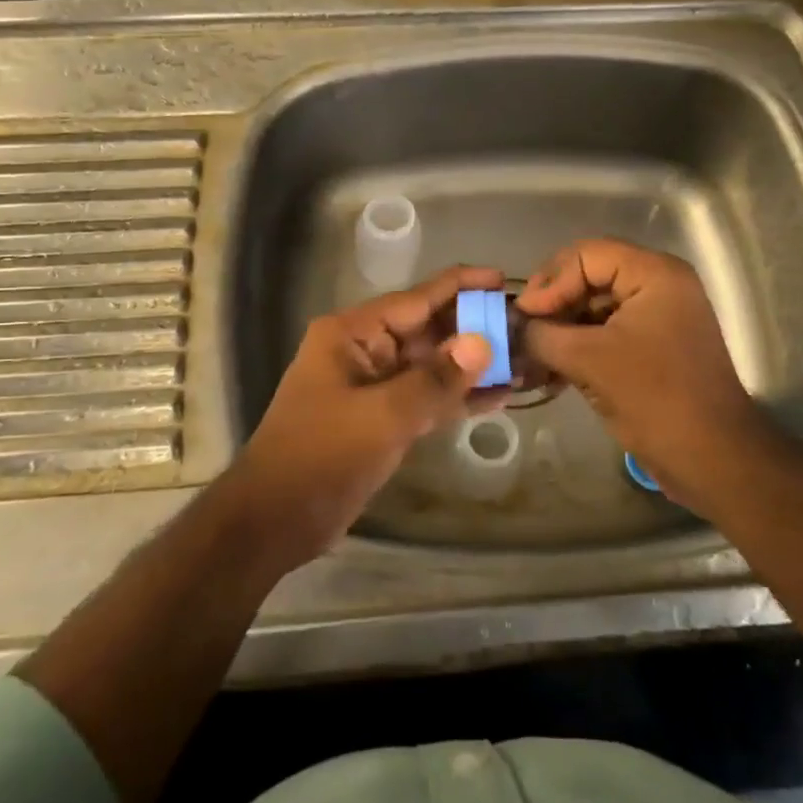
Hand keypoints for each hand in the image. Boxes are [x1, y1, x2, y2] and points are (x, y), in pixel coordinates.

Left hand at [230, 265, 501, 572]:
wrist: (275, 520)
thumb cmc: (320, 456)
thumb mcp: (381, 416)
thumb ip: (435, 380)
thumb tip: (483, 342)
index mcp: (353, 333)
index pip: (416, 298)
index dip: (461, 286)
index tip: (505, 281)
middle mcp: (365, 351)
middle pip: (429, 330)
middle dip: (474, 329)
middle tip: (526, 328)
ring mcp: (375, 386)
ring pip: (433, 366)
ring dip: (473, 366)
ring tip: (524, 360)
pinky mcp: (384, 418)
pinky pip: (428, 398)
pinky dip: (459, 397)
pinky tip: (500, 396)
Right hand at [516, 239, 774, 512]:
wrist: (712, 459)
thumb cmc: (654, 398)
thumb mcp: (588, 360)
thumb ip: (542, 334)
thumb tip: (512, 326)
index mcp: (654, 274)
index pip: (586, 255)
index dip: (550, 281)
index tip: (523, 316)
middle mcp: (658, 285)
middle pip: (589, 276)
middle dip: (551, 305)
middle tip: (520, 332)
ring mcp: (656, 317)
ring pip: (593, 307)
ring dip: (559, 329)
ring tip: (527, 355)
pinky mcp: (651, 347)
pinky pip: (605, 333)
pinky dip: (576, 347)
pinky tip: (546, 371)